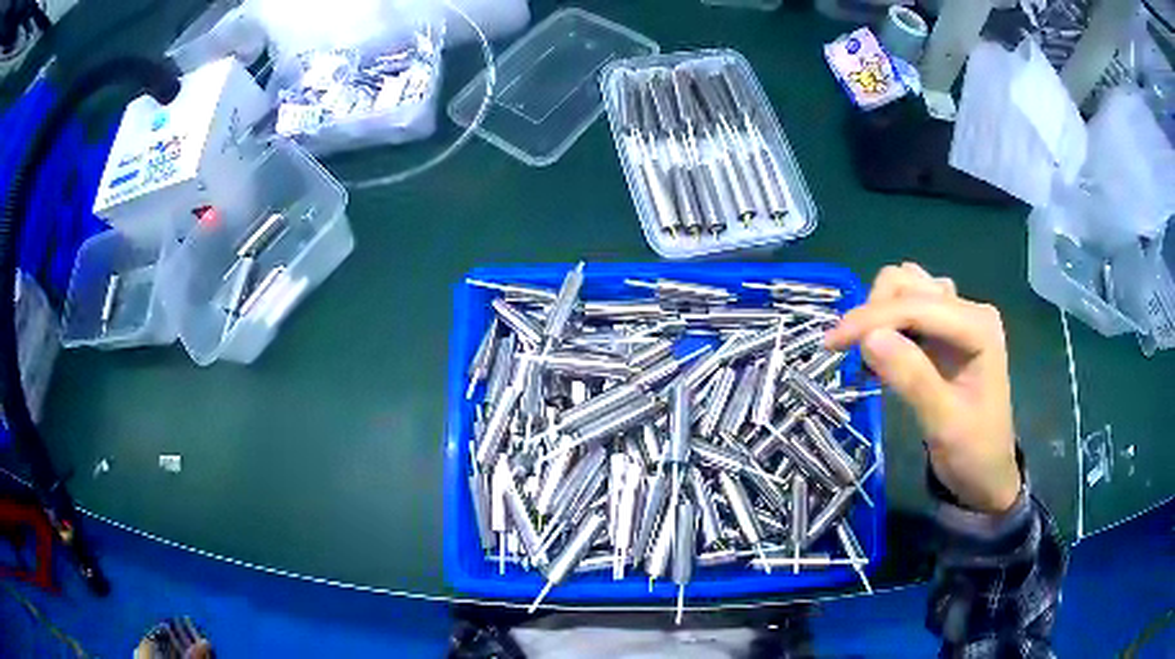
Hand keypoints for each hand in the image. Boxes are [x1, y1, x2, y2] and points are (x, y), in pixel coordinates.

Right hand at [825, 263, 1020, 513]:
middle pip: (908, 284)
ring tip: (866, 353)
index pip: (916, 305)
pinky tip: (881, 353)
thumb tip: (869, 338)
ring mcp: (957, 317)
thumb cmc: (973, 452)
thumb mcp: (944, 423)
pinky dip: (887, 321)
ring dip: (879, 312)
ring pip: (906, 288)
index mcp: (978, 326)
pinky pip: (908, 307)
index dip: (872, 318)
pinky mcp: (945, 330)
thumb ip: (912, 378)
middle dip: (874, 312)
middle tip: (849, 352)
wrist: (988, 473)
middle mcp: (968, 310)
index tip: (831, 343)